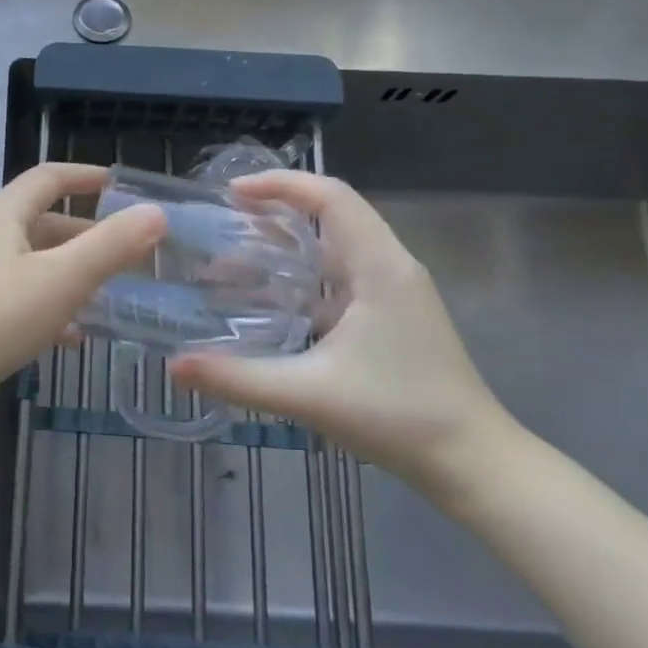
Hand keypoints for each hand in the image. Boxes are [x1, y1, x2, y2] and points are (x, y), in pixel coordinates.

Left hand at [0, 163, 165, 420]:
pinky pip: (13, 293)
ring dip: (67, 272)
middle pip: (41, 221)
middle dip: (84, 234)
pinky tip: (67, 336)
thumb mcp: (59, 281)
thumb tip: (155, 212)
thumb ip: (110, 247)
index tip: (117, 185)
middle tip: (125, 254)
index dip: (84, 176)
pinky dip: (44, 303)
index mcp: (4, 213)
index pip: (49, 178)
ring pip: (29, 261)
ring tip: (107, 296)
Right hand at [169, 170, 516, 502]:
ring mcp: (394, 292)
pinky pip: (341, 276)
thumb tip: (173, 366)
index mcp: (379, 267)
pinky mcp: (392, 315)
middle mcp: (390, 266)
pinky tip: (270, 301)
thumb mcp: (309, 394)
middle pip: (332, 213)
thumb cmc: (398, 418)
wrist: (474, 464)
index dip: (281, 184)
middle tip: (224, 220)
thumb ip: (237, 378)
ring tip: (235, 256)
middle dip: (277, 209)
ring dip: (288, 244)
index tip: (232, 193)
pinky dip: (302, 275)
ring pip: (335, 246)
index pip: (331, 196)